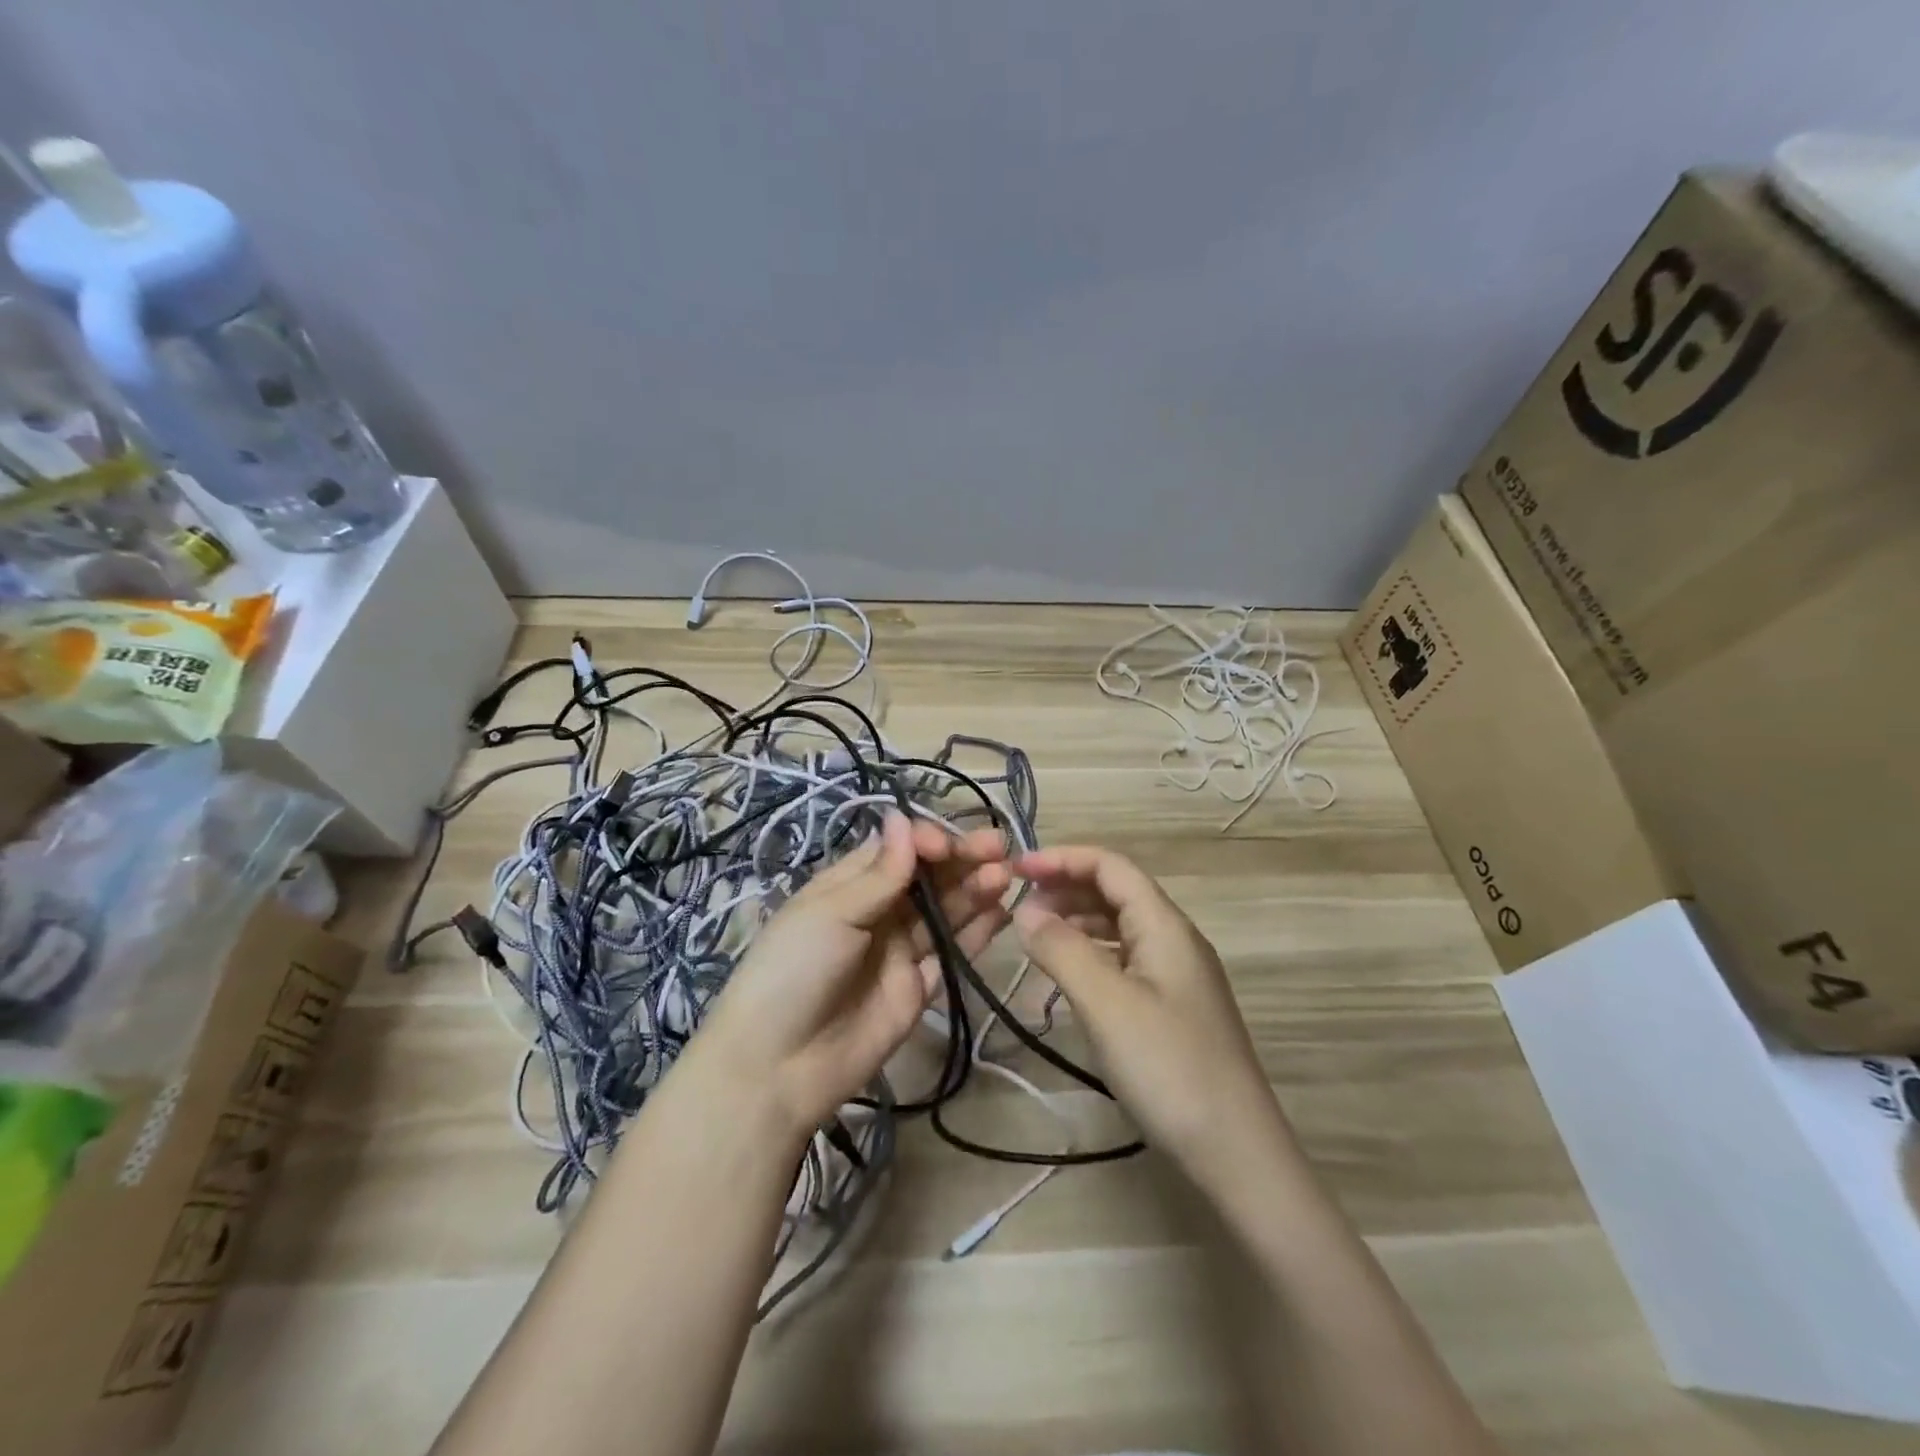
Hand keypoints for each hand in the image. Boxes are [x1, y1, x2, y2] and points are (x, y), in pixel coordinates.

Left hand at [685, 812, 1009, 1142]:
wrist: (778, 1066)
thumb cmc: (794, 971)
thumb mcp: (831, 913)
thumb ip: (879, 873)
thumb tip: (903, 817)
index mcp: (849, 885)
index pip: (898, 850)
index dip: (927, 842)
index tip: (948, 847)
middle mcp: (878, 912)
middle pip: (928, 878)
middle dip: (961, 861)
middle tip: (999, 850)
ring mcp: (899, 951)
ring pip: (944, 912)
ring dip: (974, 891)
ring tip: (1004, 877)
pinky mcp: (918, 988)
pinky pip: (952, 954)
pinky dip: (977, 933)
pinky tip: (1001, 913)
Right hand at [1012, 845, 1285, 1186]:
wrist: (1237, 1153)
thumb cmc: (1168, 1068)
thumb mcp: (1106, 1003)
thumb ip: (1062, 949)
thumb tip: (1025, 910)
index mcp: (1165, 925)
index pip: (1111, 866)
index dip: (1063, 858)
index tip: (1016, 871)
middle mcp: (1174, 940)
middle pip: (1116, 892)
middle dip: (1066, 887)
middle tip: (1019, 906)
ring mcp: (1177, 976)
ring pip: (1120, 927)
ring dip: (1077, 921)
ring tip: (1035, 937)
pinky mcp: (1173, 1009)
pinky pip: (1125, 961)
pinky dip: (1091, 954)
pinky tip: (1069, 976)